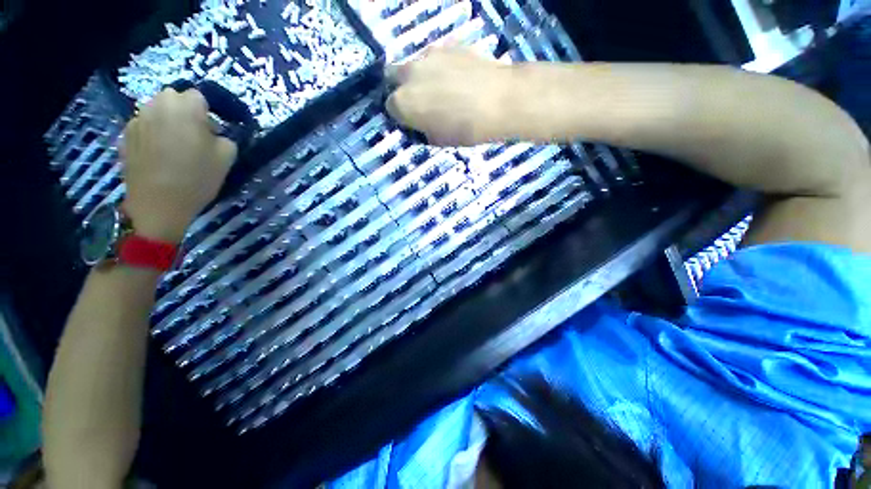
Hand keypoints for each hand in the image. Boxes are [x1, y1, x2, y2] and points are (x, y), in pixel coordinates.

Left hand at [121, 89, 236, 241]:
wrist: (159, 203)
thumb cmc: (197, 178)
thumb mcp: (227, 158)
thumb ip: (225, 138)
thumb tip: (215, 134)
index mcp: (185, 107)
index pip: (198, 97)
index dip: (206, 114)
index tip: (210, 133)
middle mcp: (158, 105)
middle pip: (174, 99)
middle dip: (184, 113)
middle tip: (192, 137)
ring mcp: (137, 119)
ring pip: (157, 111)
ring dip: (167, 121)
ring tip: (173, 146)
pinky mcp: (125, 134)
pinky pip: (144, 126)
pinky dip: (152, 134)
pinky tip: (158, 155)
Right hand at [385, 47, 514, 145]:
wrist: (500, 101)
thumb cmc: (466, 129)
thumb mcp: (438, 139)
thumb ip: (421, 128)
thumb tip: (420, 122)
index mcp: (403, 102)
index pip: (390, 107)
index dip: (401, 115)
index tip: (413, 120)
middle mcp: (408, 74)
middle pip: (394, 77)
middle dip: (402, 88)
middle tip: (421, 101)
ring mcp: (428, 55)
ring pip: (415, 65)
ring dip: (421, 76)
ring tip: (443, 88)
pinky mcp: (448, 43)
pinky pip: (436, 56)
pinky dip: (441, 67)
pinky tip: (458, 77)